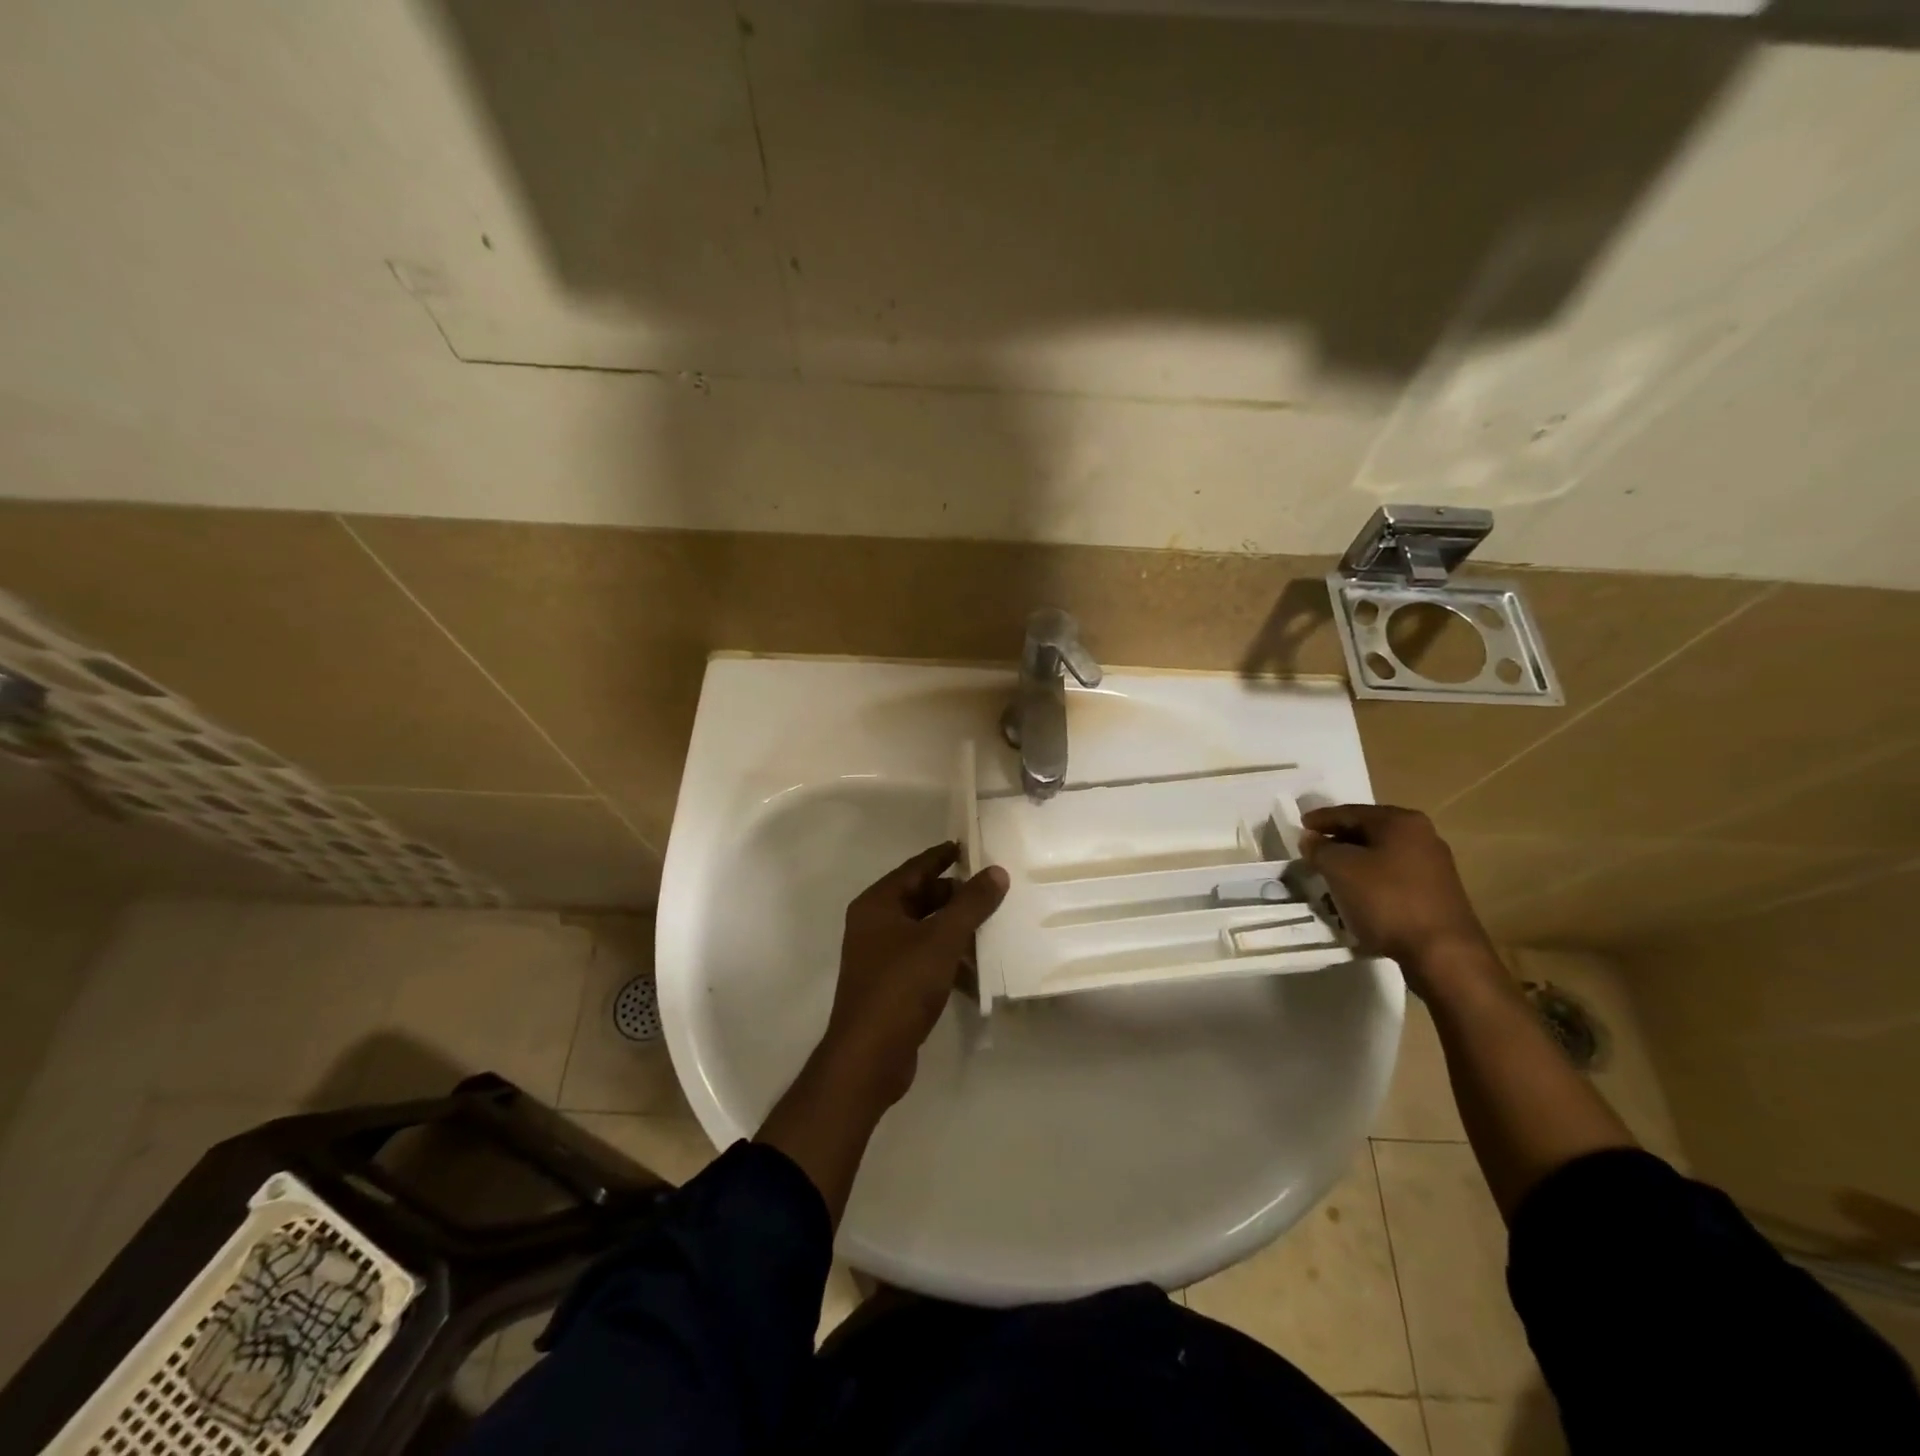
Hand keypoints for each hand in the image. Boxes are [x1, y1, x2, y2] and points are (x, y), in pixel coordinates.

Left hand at [820, 842, 1008, 1106]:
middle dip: (957, 896)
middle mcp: (875, 924)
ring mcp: (881, 957)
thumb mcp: (942, 939)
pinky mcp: (892, 986)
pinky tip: (979, 971)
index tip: (974, 847)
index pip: (916, 868)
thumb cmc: (901, 986)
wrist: (869, 1057)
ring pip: (926, 931)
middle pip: (922, 898)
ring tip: (995, 928)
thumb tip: (996, 871)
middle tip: (994, 891)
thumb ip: (970, 904)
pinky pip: (925, 960)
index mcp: (878, 904)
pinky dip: (949, 960)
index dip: (944, 856)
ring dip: (957, 930)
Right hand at [1299, 804, 1495, 991]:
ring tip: (1330, 876)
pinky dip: (1370, 881)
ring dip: (1353, 864)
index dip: (1321, 819)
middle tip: (1312, 851)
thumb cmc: (1386, 899)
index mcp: (1400, 822)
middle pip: (1368, 832)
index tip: (1300, 826)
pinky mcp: (1436, 893)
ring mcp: (1433, 866)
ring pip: (1381, 856)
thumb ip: (1319, 848)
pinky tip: (1356, 897)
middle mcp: (1422, 836)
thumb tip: (1311, 838)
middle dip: (1337, 841)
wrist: (1442, 952)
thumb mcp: (1340, 869)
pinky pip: (1393, 878)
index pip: (1350, 812)